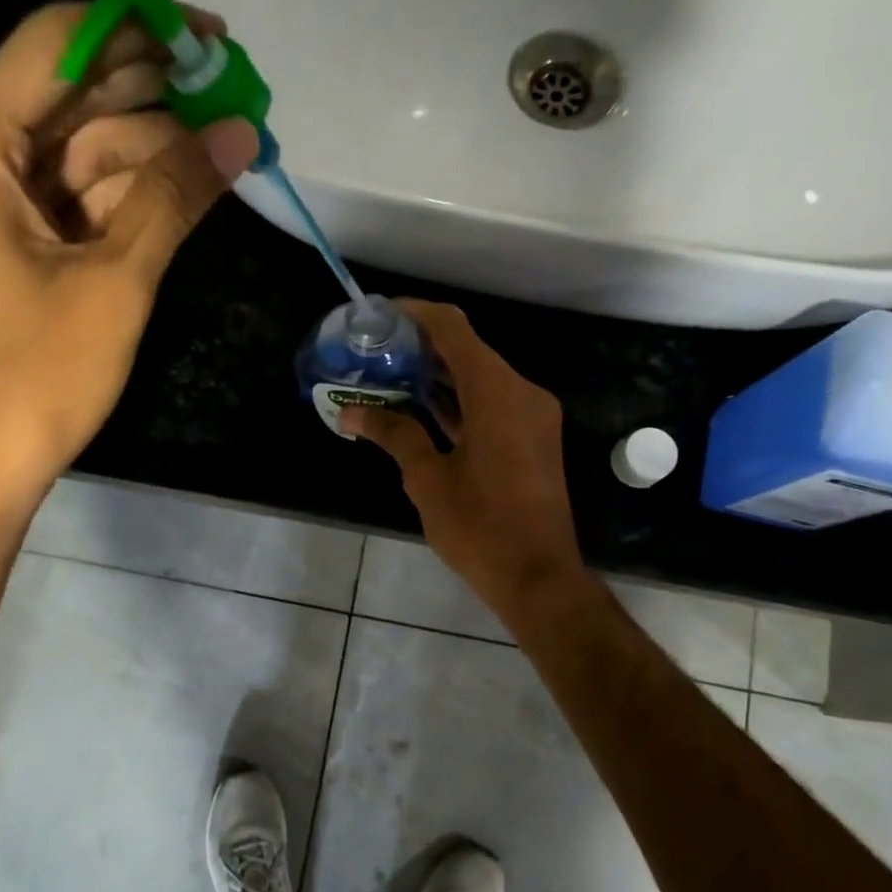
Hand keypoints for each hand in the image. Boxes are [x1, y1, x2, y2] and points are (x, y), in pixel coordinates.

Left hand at [0, 1, 259, 510]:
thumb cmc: (35, 375)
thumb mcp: (115, 279)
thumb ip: (175, 196)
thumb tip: (241, 134)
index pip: (57, 43)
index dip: (139, 30)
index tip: (209, 37)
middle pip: (69, 98)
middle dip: (155, 97)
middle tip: (234, 96)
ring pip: (76, 153)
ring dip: (149, 152)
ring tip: (227, 146)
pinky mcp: (0, 245)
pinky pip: (68, 200)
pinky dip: (122, 197)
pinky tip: (183, 190)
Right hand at [341, 301, 586, 624]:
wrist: (539, 577)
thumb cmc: (480, 527)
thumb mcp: (428, 479)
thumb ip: (394, 435)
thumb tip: (352, 414)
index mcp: (497, 393)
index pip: (453, 329)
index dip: (415, 314)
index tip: (379, 314)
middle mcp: (522, 393)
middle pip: (468, 351)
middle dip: (421, 348)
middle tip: (375, 354)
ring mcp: (533, 416)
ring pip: (481, 378)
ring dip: (439, 377)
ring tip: (389, 379)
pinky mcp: (534, 439)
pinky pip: (493, 404)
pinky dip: (459, 401)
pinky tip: (422, 410)